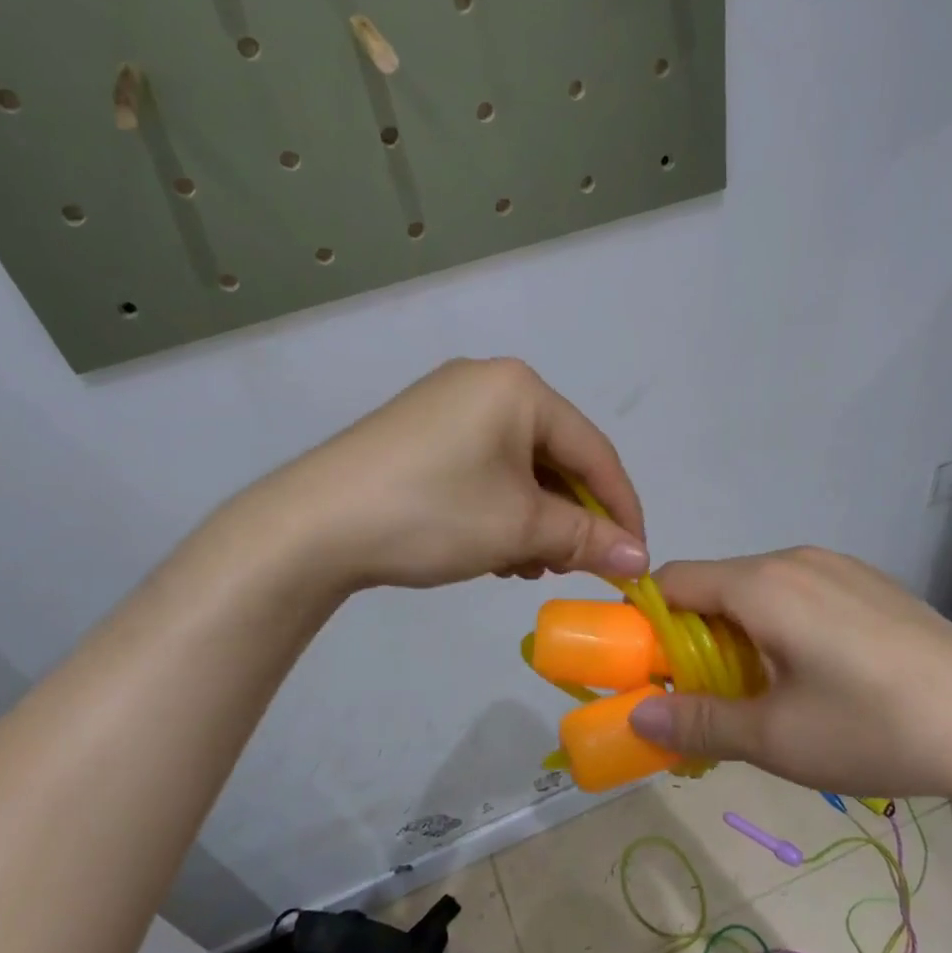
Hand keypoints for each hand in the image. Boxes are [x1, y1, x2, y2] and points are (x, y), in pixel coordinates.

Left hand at [266, 358, 648, 591]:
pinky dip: (498, 509)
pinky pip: (483, 469)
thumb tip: (640, 559)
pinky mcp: (420, 434)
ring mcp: (447, 406)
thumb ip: (587, 539)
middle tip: (571, 567)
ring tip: (523, 565)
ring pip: (518, 469)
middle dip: (569, 519)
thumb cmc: (432, 514)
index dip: (622, 510)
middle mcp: (486, 384)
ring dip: (533, 520)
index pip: (595, 451)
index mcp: (519, 389)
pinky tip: (489, 549)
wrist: (311, 527)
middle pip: (555, 458)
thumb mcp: (519, 529)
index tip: (636, 559)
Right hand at [626, 547, 951, 804]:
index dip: (648, 623)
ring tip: (764, 692)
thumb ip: (697, 722)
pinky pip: (799, 594)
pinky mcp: (869, 584)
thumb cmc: (874, 728)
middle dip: (694, 637)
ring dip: (739, 634)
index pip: (674, 581)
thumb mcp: (775, 738)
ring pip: (758, 591)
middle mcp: (794, 560)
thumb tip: (635, 716)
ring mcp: (838, 567)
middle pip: (715, 586)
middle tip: (704, 697)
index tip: (646, 671)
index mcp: (762, 585)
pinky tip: (817, 676)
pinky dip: (779, 626)